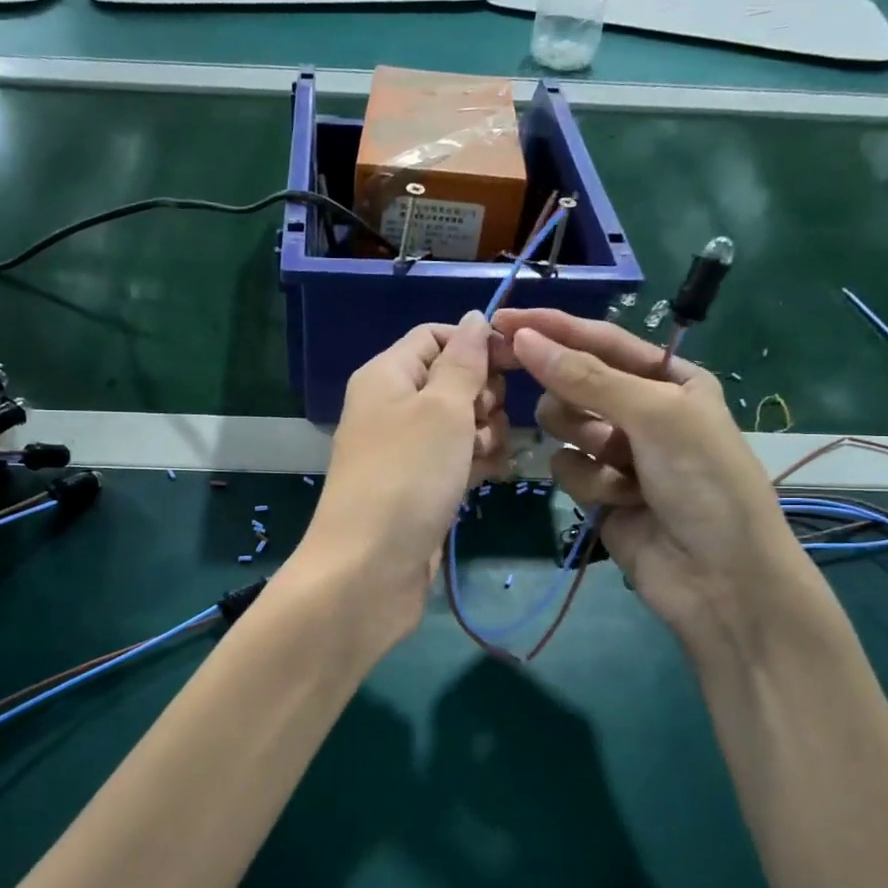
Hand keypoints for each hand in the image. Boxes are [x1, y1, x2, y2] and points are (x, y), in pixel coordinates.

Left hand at [292, 314, 507, 652]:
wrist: (369, 569)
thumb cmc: (408, 476)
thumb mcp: (442, 408)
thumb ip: (463, 361)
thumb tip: (473, 318)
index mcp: (386, 376)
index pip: (435, 337)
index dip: (476, 343)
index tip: (517, 363)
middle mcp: (392, 407)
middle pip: (452, 380)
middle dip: (483, 395)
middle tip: (486, 422)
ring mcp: (406, 451)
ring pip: (461, 423)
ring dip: (485, 433)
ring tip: (485, 458)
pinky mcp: (420, 487)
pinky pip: (457, 460)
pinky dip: (476, 463)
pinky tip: (492, 477)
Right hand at [492, 309, 811, 661]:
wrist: (720, 578)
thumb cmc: (703, 481)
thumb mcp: (654, 416)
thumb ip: (586, 377)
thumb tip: (523, 338)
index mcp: (669, 379)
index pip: (601, 341)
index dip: (553, 329)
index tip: (503, 320)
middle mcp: (642, 410)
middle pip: (575, 383)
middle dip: (568, 395)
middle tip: (549, 400)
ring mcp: (619, 453)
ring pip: (564, 426)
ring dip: (584, 443)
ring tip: (617, 466)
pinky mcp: (599, 492)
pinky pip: (566, 468)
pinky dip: (588, 482)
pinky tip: (617, 501)